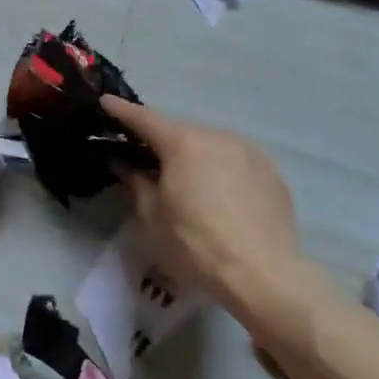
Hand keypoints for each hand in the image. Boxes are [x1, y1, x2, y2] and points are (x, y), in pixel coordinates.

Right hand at [100, 96, 308, 325]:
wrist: (265, 277)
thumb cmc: (196, 245)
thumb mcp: (153, 217)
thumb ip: (136, 183)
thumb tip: (123, 164)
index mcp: (183, 142)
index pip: (144, 118)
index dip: (121, 110)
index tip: (105, 102)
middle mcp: (217, 137)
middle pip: (180, 132)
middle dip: (161, 141)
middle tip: (144, 157)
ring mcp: (250, 153)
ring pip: (211, 145)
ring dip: (194, 155)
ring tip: (185, 179)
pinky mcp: (273, 174)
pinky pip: (236, 162)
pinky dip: (221, 170)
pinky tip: (219, 195)